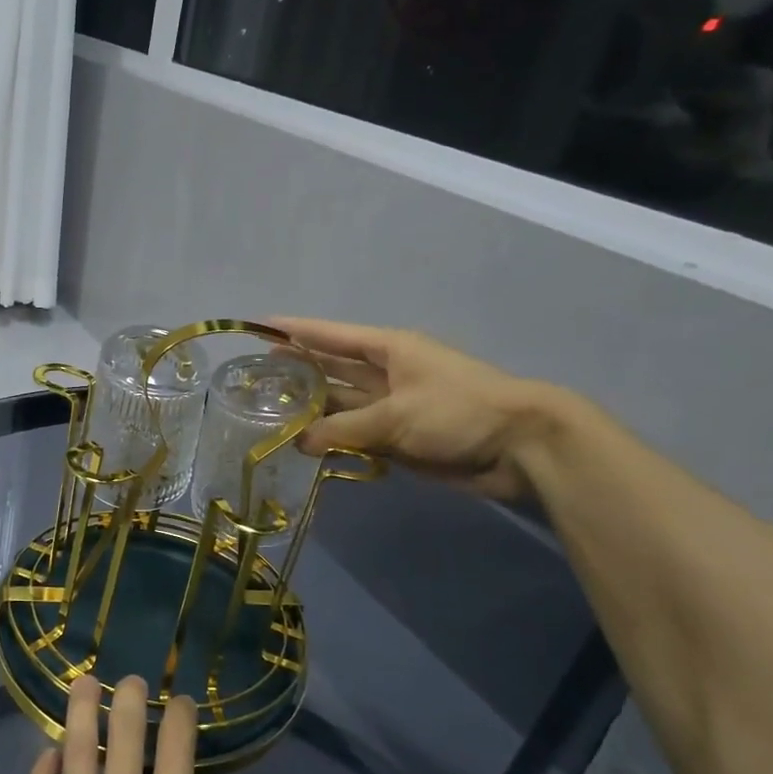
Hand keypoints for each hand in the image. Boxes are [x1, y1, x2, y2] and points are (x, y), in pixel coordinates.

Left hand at [6, 674, 259, 773]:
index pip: (178, 751)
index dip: (181, 717)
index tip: (182, 701)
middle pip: (123, 736)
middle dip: (130, 698)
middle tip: (131, 678)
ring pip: (76, 753)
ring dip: (82, 712)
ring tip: (84, 682)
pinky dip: (44, 769)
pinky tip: (50, 754)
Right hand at [272, 317, 557, 500]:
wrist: (519, 447)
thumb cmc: (458, 410)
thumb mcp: (395, 415)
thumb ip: (343, 428)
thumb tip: (300, 441)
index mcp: (388, 349)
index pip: (331, 335)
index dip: (295, 330)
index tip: (259, 326)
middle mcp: (385, 374)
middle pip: (331, 369)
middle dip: (296, 370)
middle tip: (254, 378)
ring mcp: (391, 407)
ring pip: (341, 405)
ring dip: (311, 409)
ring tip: (268, 413)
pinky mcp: (398, 438)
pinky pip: (355, 435)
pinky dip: (332, 440)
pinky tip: (304, 445)